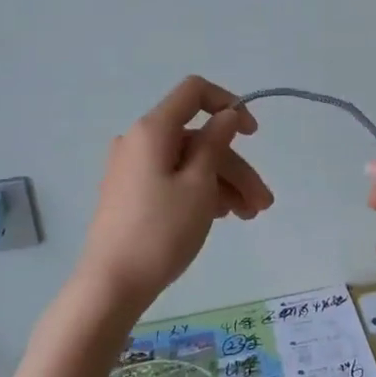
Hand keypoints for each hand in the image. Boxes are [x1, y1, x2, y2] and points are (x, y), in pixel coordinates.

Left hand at [76, 77, 274, 311]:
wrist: (112, 284)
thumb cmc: (161, 231)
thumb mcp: (199, 185)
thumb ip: (216, 143)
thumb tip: (225, 114)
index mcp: (152, 130)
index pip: (194, 92)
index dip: (228, 104)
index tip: (254, 134)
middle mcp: (139, 142)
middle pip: (198, 138)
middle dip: (235, 167)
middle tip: (263, 203)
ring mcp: (133, 169)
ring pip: (189, 163)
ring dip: (223, 184)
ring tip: (249, 217)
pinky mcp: (131, 193)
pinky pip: (173, 179)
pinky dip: (200, 192)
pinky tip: (222, 216)